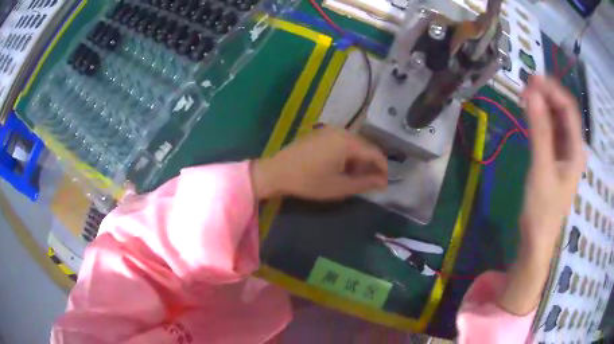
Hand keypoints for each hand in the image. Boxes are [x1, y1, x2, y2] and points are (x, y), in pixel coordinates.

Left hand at [251, 127, 387, 199]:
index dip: (383, 169)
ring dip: (359, 161)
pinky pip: (342, 142)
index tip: (385, 184)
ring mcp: (329, 130)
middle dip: (370, 165)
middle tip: (370, 183)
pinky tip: (342, 168)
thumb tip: (383, 182)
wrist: (276, 172)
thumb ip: (365, 183)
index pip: (375, 154)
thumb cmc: (309, 181)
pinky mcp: (320, 133)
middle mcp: (342, 131)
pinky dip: (347, 155)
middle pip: (365, 147)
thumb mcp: (339, 186)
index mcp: (348, 142)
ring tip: (356, 178)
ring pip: (354, 145)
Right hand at [519, 76, 585, 253]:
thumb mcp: (542, 169)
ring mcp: (564, 155)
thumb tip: (531, 94)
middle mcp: (573, 148)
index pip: (569, 109)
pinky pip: (550, 133)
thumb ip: (539, 131)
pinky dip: (540, 120)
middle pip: (564, 112)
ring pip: (556, 121)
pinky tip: (530, 115)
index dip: (553, 90)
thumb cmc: (542, 209)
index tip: (532, 78)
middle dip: (547, 96)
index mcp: (576, 150)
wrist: (535, 241)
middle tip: (525, 86)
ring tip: (525, 96)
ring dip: (543, 106)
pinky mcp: (555, 160)